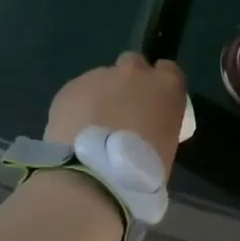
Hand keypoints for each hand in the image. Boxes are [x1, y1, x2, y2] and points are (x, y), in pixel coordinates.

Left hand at [45, 53, 188, 175]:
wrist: (94, 176)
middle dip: (128, 82)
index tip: (153, 103)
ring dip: (101, 96)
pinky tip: (75, 131)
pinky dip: (78, 107)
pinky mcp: (71, 87)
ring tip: (93, 128)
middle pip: (133, 64)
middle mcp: (134, 72)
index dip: (159, 85)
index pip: (169, 70)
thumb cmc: (142, 170)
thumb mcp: (166, 146)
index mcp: (166, 86)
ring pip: (102, 79)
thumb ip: (157, 124)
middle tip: (122, 112)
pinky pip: (78, 93)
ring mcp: (100, 75)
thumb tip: (145, 126)